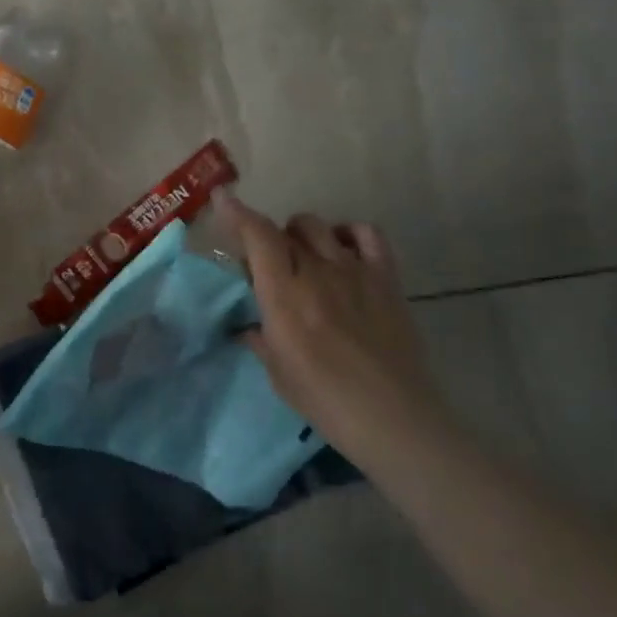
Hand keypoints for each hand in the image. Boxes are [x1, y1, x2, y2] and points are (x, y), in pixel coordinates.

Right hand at [221, 194, 440, 454]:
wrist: (394, 418)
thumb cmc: (325, 400)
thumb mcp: (277, 371)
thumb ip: (260, 337)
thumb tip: (250, 326)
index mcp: (284, 295)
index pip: (258, 237)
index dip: (237, 213)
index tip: (222, 197)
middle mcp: (317, 272)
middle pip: (284, 230)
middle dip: (266, 239)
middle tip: (265, 267)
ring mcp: (355, 272)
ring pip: (318, 227)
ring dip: (300, 234)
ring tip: (300, 256)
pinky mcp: (386, 278)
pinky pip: (366, 234)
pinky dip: (347, 233)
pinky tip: (341, 250)